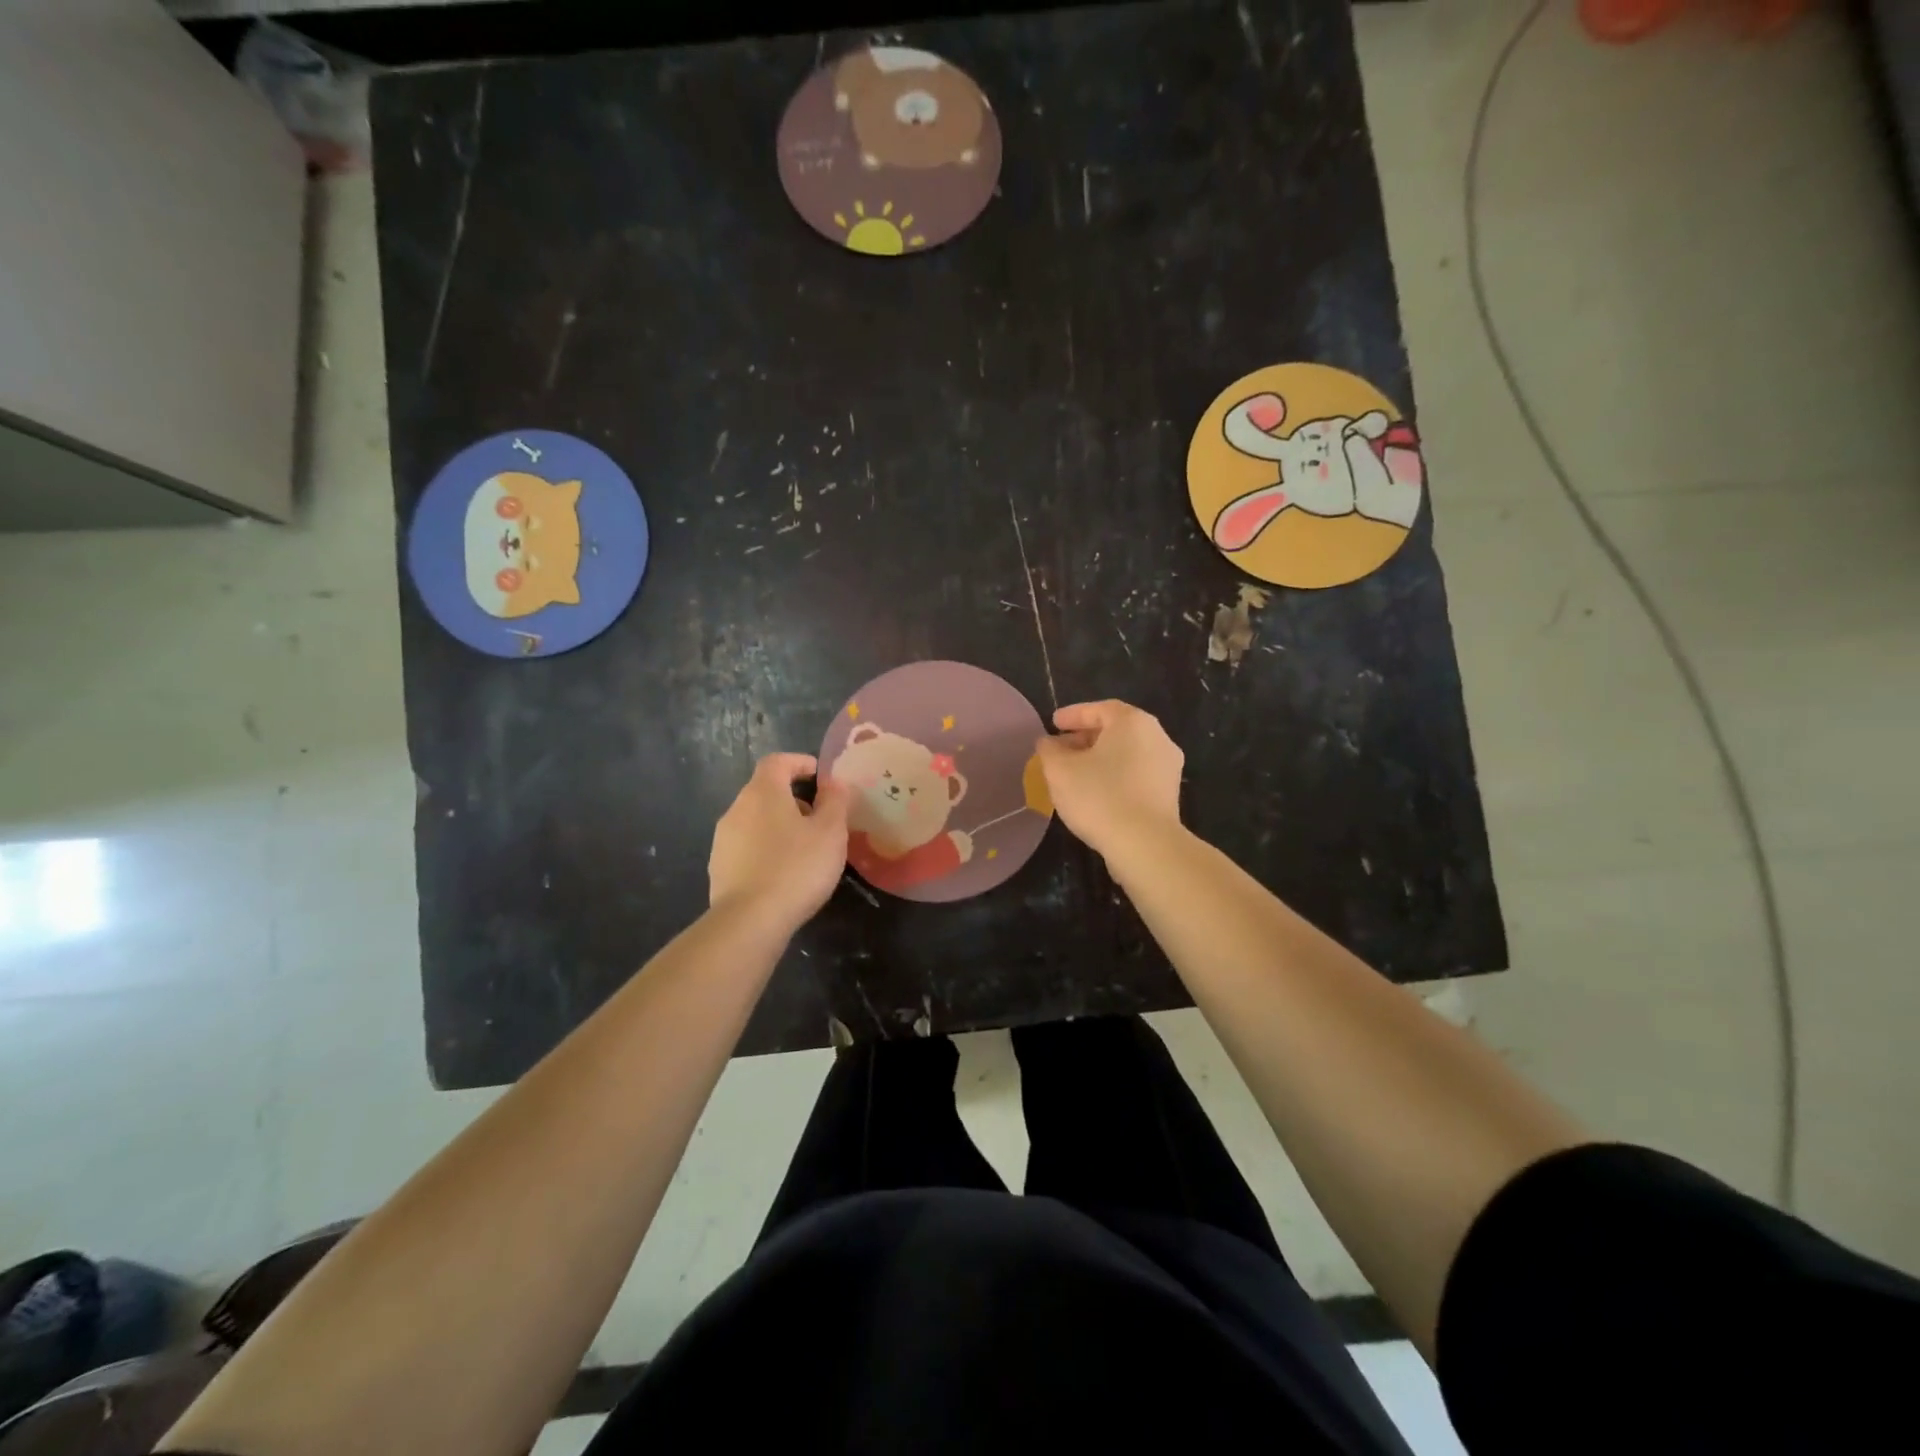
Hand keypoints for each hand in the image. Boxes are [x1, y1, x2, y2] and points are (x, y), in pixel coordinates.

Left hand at [709, 754, 849, 934]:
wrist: (749, 921)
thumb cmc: (796, 867)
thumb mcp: (830, 832)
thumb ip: (835, 801)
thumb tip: (834, 783)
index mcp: (762, 792)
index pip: (778, 761)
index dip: (800, 763)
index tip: (821, 777)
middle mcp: (736, 808)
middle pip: (766, 791)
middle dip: (794, 799)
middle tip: (821, 820)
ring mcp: (723, 840)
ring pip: (756, 821)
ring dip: (780, 826)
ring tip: (806, 850)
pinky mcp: (719, 868)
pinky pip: (747, 847)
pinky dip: (766, 850)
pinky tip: (784, 874)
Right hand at [1033, 700, 1183, 858]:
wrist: (1145, 844)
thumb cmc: (1099, 796)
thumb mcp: (1060, 770)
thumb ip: (1049, 750)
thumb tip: (1048, 743)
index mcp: (1133, 722)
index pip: (1099, 709)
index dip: (1072, 715)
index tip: (1053, 723)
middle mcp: (1157, 737)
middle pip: (1116, 730)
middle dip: (1085, 737)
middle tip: (1060, 749)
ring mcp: (1168, 766)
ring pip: (1127, 753)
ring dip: (1100, 758)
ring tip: (1075, 773)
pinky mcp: (1169, 794)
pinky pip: (1137, 774)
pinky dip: (1115, 775)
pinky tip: (1096, 792)